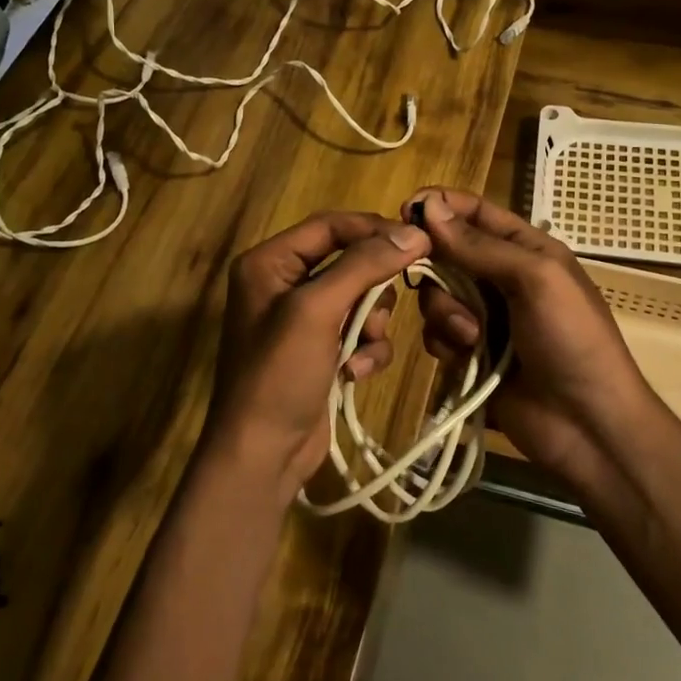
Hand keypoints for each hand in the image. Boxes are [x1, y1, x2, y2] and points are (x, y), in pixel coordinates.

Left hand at [209, 211, 431, 500]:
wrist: (263, 454)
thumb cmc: (279, 373)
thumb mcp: (317, 311)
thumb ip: (363, 266)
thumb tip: (414, 232)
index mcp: (270, 262)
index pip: (330, 225)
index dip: (373, 229)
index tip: (418, 241)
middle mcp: (284, 283)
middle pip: (350, 261)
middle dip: (372, 289)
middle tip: (384, 309)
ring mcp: (305, 320)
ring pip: (363, 298)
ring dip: (372, 324)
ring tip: (361, 348)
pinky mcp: (324, 350)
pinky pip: (361, 332)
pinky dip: (366, 351)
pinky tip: (354, 374)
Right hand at [402, 187, 655, 478]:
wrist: (587, 425)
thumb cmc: (573, 339)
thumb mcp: (537, 279)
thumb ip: (480, 245)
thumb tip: (428, 206)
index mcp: (526, 250)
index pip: (475, 213)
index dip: (440, 206)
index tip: (404, 210)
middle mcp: (501, 278)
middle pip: (446, 255)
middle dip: (437, 269)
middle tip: (430, 280)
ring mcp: (484, 318)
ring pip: (436, 297)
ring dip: (445, 313)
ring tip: (471, 337)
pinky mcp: (469, 355)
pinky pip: (437, 334)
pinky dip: (445, 342)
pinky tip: (465, 358)